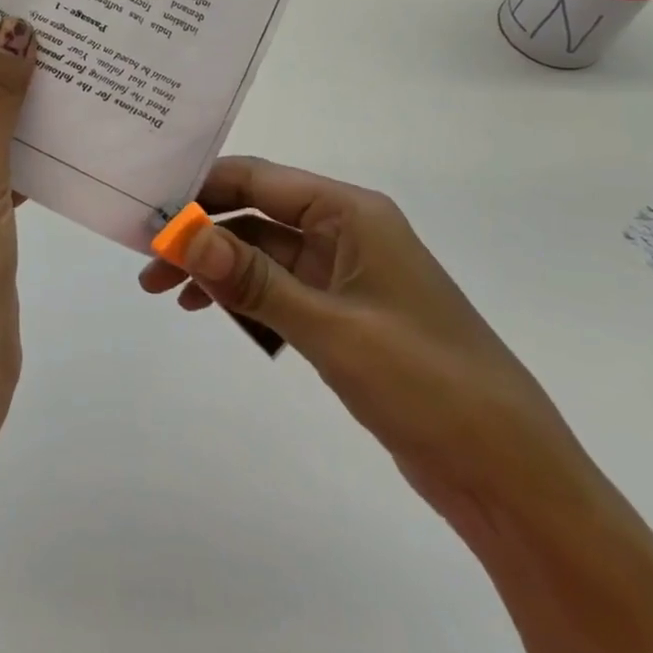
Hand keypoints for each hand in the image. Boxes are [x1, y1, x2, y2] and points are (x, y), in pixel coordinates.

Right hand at [140, 157, 601, 545]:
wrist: (506, 472)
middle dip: (201, 235)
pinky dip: (243, 297)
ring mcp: (345, 275)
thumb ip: (252, 279)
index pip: (259, 180)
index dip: (201, 189)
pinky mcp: (344, 314)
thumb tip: (182, 235)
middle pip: (256, 215)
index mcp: (351, 214)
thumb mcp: (330, 327)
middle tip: (146, 263)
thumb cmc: (425, 382)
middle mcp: (347, 232)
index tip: (148, 209)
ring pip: (263, 255)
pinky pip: (279, 290)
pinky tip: (210, 313)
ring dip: (216, 268)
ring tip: (164, 294)